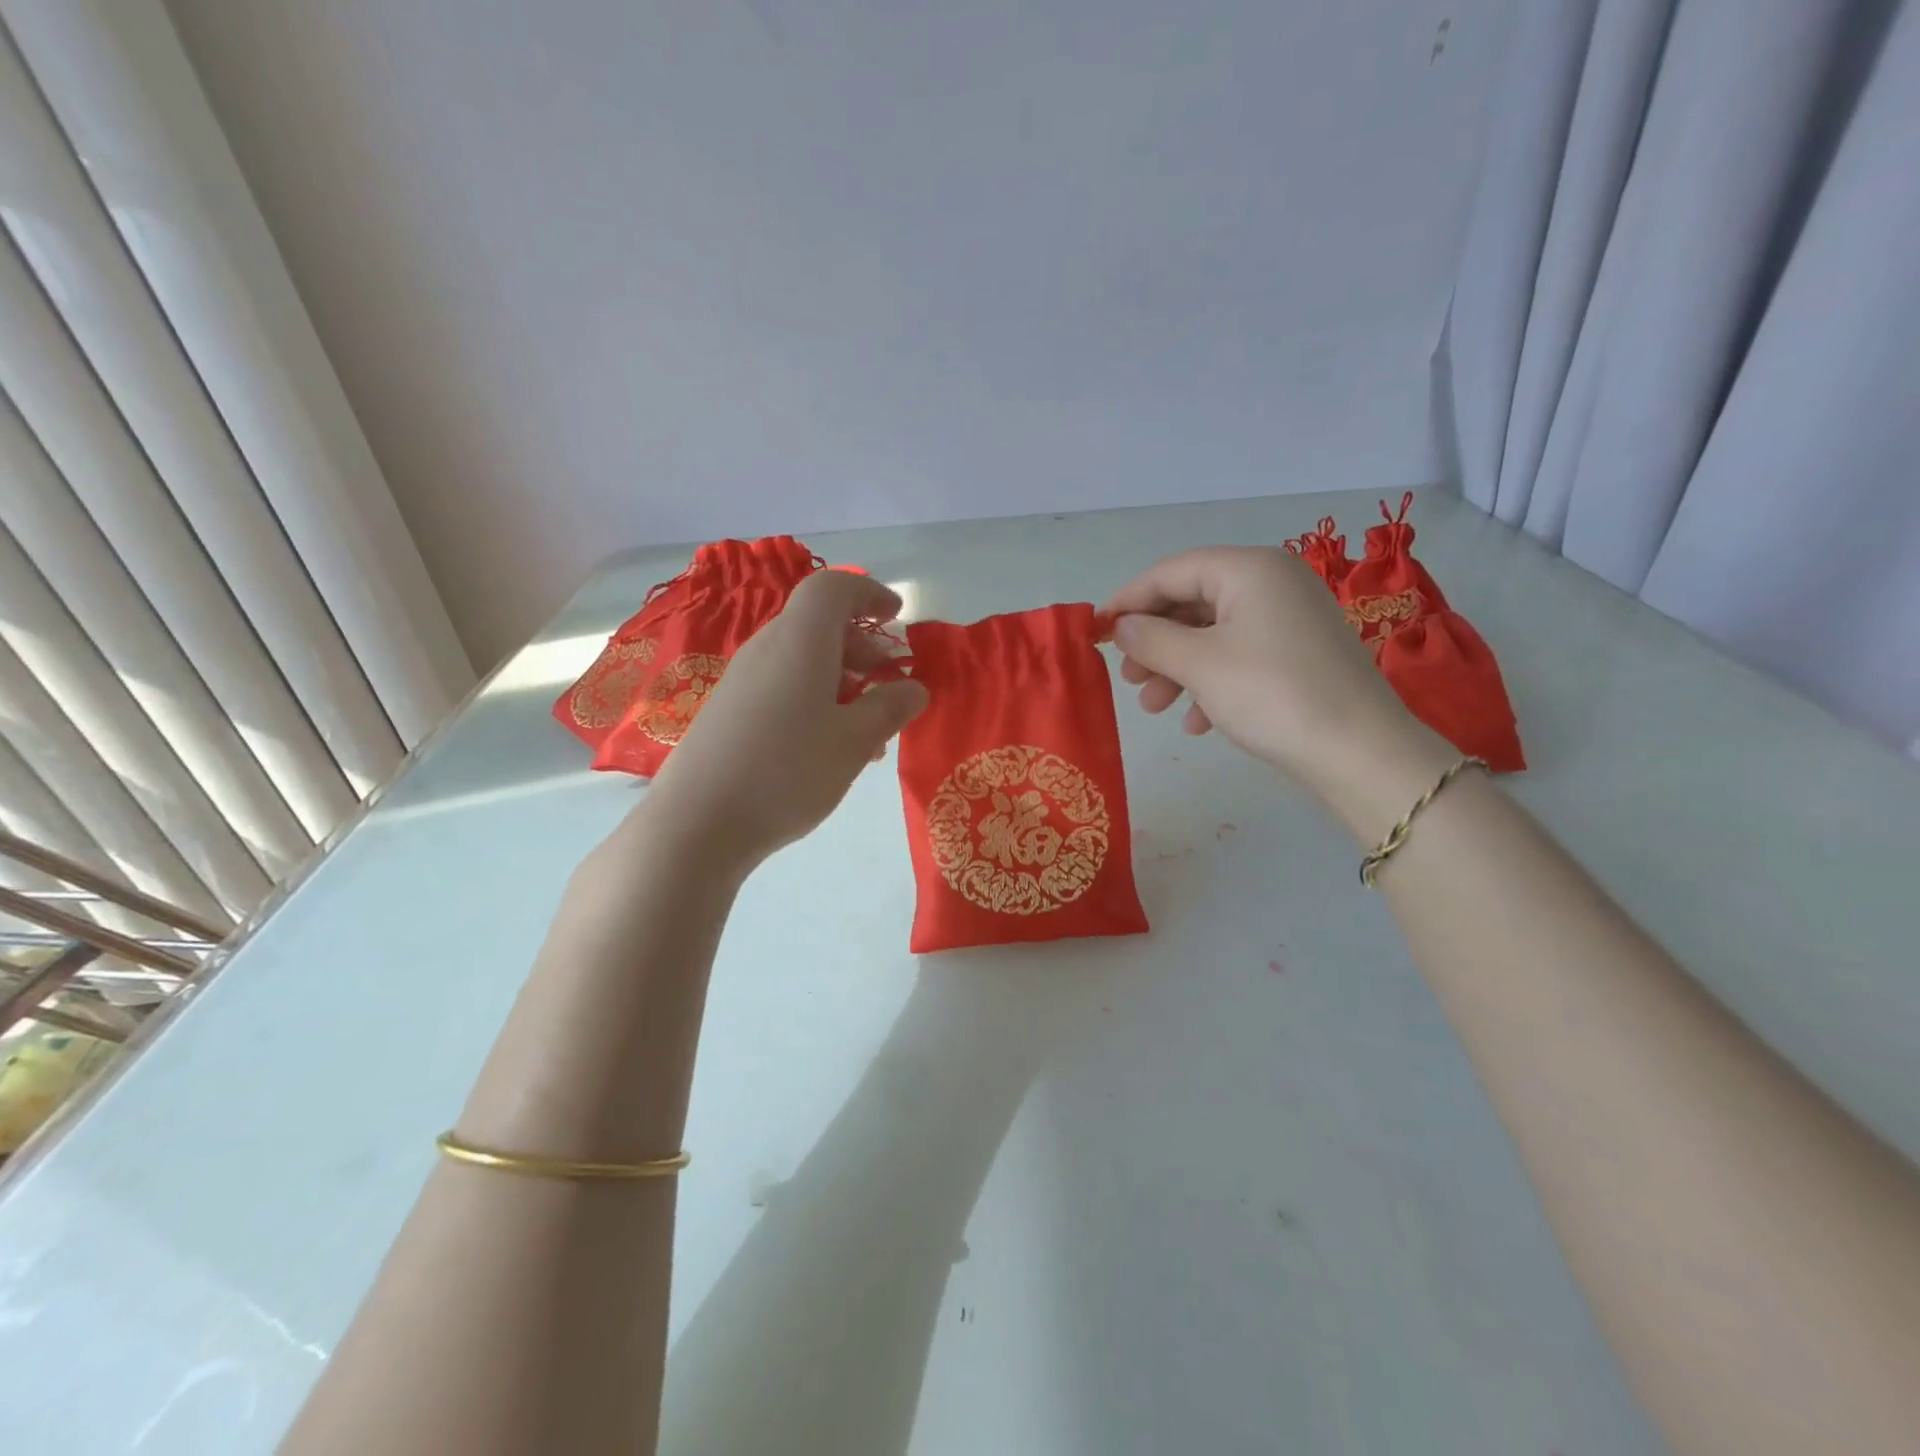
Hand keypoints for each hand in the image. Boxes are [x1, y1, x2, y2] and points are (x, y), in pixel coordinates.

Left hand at [641, 571, 927, 870]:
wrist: (698, 823)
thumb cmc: (788, 771)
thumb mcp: (854, 742)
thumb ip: (890, 708)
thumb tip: (914, 688)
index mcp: (799, 641)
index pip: (833, 588)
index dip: (868, 593)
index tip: (897, 616)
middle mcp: (766, 649)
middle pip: (818, 626)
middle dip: (862, 647)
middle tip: (889, 684)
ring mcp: (742, 681)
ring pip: (802, 662)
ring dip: (843, 682)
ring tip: (868, 732)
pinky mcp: (728, 712)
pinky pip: (782, 687)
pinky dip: (815, 700)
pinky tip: (828, 749)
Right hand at [1104, 546, 1439, 794]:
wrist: (1359, 751)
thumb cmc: (1270, 694)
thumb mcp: (1199, 664)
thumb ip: (1150, 639)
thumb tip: (1121, 626)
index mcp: (1249, 569)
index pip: (1171, 571)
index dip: (1128, 600)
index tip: (1096, 632)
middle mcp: (1272, 583)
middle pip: (1192, 602)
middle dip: (1154, 642)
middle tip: (1128, 678)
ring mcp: (1290, 619)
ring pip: (1213, 634)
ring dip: (1177, 668)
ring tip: (1153, 707)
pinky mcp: (1300, 654)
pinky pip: (1240, 656)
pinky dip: (1210, 682)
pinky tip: (1196, 722)